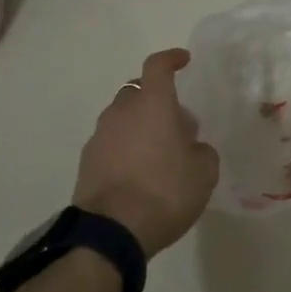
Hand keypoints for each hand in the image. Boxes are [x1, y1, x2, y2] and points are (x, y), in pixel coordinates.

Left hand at [73, 49, 218, 257]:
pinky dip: (125, 148)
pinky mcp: (86, 162)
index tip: (184, 60)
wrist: (110, 232)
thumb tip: (192, 147)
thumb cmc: (165, 191)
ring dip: (140, 125)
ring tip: (159, 153)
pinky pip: (111, 142)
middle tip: (177, 124)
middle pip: (138, 91)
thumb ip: (202, 151)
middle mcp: (122, 111)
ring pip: (122, 117)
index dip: (171, 59)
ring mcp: (100, 136)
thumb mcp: (204, 172)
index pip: (158, 66)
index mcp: (152, 103)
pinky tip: (139, 172)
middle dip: (157, 100)